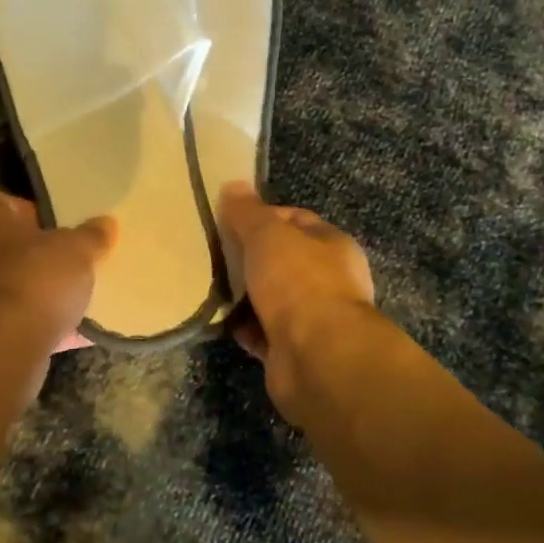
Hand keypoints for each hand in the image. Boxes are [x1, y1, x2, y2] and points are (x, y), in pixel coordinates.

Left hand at [0, 190, 115, 339]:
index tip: (67, 228)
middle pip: (11, 248)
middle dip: (42, 258)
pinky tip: (75, 335)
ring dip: (41, 295)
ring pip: (13, 287)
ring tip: (81, 300)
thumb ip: (91, 236)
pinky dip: (40, 327)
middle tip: (77, 263)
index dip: (40, 214)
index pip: (9, 203)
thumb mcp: (76, 249)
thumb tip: (105, 224)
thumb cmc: (34, 278)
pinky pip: (15, 323)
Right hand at [218, 182, 376, 422]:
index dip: (263, 216)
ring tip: (211, 286)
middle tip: (214, 254)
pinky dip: (244, 327)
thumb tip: (233, 185)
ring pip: (272, 298)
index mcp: (332, 245)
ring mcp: (315, 318)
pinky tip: (221, 320)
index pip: (296, 220)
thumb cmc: (298, 283)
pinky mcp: (295, 350)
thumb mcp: (267, 235)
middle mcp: (330, 280)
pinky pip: (264, 332)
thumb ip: (248, 212)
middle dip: (250, 258)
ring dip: (245, 295)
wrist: (317, 357)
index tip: (229, 221)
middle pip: (283, 261)